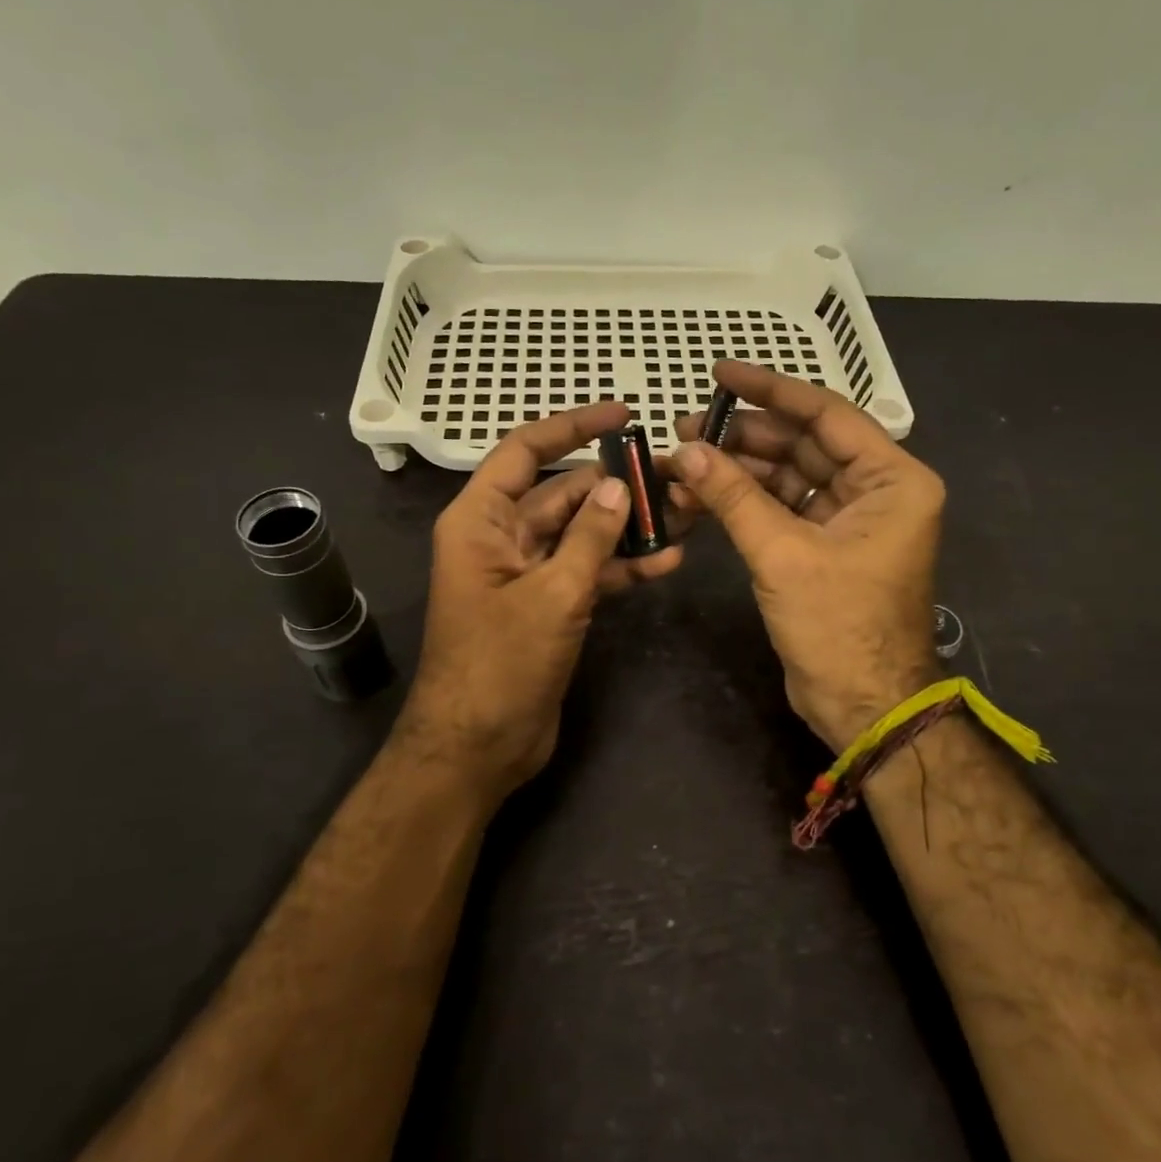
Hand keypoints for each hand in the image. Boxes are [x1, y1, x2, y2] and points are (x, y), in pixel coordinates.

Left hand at [399, 402, 684, 797]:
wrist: (479, 747)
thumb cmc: (500, 663)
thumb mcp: (552, 594)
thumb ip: (589, 537)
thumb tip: (619, 485)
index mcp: (481, 520)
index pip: (525, 452)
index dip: (571, 426)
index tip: (622, 414)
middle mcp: (502, 538)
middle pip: (562, 493)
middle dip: (614, 485)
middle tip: (670, 475)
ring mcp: (527, 573)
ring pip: (581, 534)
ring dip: (625, 527)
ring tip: (681, 515)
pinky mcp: (548, 606)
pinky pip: (587, 573)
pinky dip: (621, 567)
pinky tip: (666, 562)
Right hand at [674, 361, 941, 749]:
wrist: (862, 704)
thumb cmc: (838, 626)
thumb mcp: (783, 554)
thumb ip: (734, 496)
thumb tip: (685, 451)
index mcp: (892, 480)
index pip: (827, 415)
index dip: (771, 391)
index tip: (721, 374)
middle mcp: (877, 491)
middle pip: (804, 444)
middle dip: (745, 436)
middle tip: (686, 428)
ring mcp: (850, 519)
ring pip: (789, 477)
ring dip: (739, 470)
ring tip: (683, 461)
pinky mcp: (825, 546)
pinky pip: (783, 509)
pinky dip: (745, 502)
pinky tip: (702, 493)